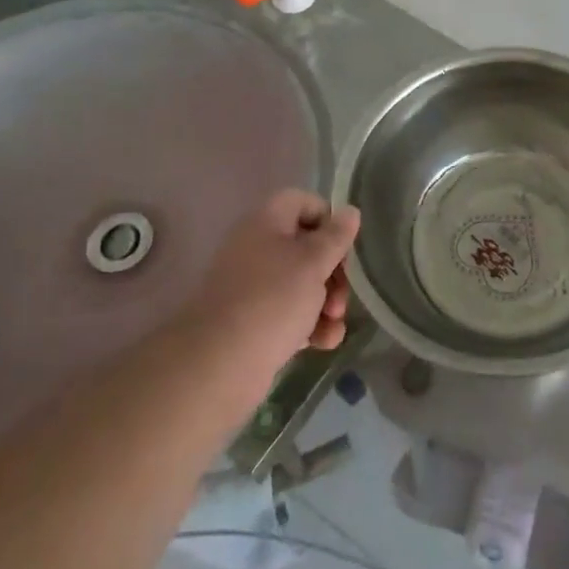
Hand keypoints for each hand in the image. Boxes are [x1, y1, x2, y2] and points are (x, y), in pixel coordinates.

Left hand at [180, 190, 357, 395]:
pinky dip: (309, 325)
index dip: (328, 219)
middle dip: (333, 271)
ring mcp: (252, 287)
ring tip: (334, 324)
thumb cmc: (272, 300)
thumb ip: (336, 236)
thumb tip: (350, 211)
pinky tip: (324, 342)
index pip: (302, 202)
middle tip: (341, 295)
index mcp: (266, 223)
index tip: (346, 245)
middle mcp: (256, 249)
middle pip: (306, 247)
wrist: (218, 366)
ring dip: (326, 302)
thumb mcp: (313, 262)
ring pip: (301, 284)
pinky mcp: (253, 322)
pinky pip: (289, 313)